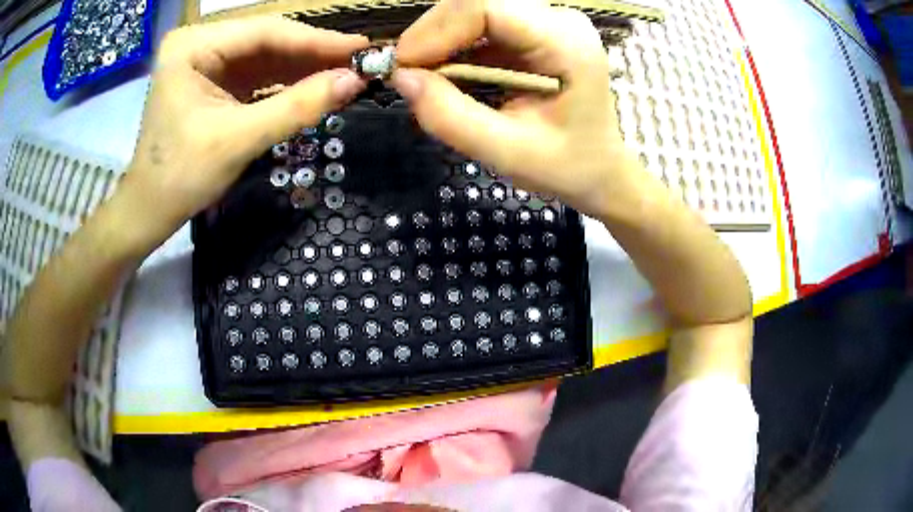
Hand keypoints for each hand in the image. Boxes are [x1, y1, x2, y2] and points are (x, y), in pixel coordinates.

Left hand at [121, 16, 368, 237]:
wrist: (150, 210)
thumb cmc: (181, 177)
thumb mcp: (239, 140)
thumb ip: (297, 107)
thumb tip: (354, 81)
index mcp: (192, 46)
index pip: (264, 31)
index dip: (316, 40)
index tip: (361, 47)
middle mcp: (199, 43)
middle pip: (266, 40)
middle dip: (312, 53)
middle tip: (360, 60)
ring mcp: (206, 60)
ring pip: (265, 55)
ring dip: (304, 66)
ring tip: (346, 72)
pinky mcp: (213, 79)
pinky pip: (257, 73)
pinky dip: (286, 81)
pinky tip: (315, 84)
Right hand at [392, 0, 635, 216]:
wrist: (600, 170)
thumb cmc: (567, 166)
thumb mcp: (508, 152)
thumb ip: (451, 117)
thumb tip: (402, 79)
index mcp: (565, 42)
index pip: (486, 6)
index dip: (435, 30)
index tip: (404, 66)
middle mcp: (558, 21)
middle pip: (476, 4)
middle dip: (433, 36)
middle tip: (409, 75)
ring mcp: (547, 23)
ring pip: (474, 13)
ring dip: (441, 43)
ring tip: (427, 80)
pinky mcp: (534, 33)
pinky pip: (482, 27)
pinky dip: (455, 49)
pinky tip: (448, 76)